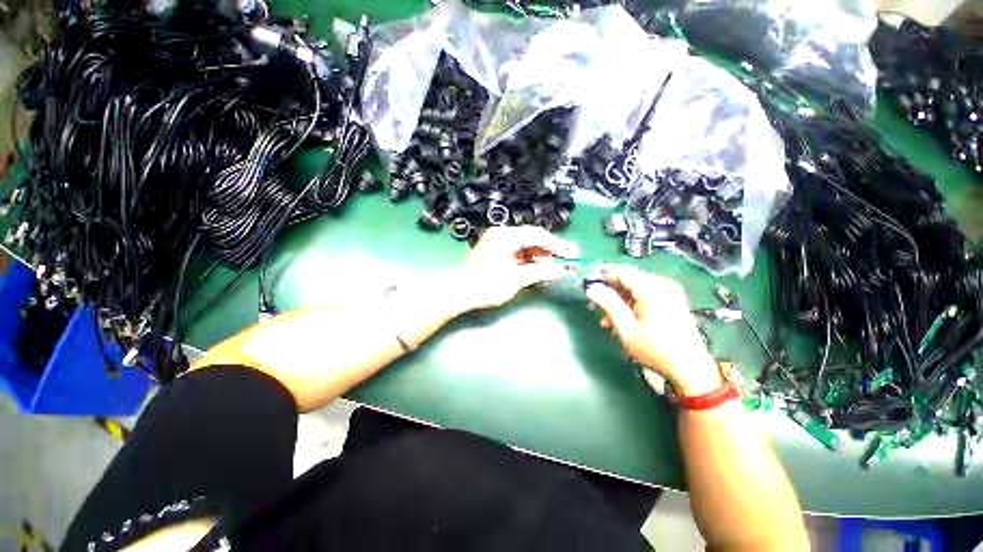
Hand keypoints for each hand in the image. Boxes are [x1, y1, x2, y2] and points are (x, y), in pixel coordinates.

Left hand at [455, 226, 579, 310]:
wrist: (460, 292)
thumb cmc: (487, 284)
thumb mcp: (517, 279)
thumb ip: (541, 271)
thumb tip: (561, 270)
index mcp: (507, 235)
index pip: (538, 235)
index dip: (558, 245)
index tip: (573, 254)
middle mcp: (501, 234)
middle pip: (531, 238)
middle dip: (548, 250)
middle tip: (563, 262)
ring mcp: (496, 241)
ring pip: (524, 244)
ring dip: (538, 255)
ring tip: (550, 267)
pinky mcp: (493, 250)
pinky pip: (515, 250)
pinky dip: (526, 259)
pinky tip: (534, 268)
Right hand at [585, 265, 721, 396]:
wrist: (690, 368)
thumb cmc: (655, 348)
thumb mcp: (626, 327)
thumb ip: (608, 303)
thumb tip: (591, 288)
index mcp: (651, 288)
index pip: (621, 272)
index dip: (602, 276)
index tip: (587, 286)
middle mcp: (661, 284)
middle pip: (628, 279)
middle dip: (609, 292)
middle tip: (593, 306)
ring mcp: (668, 292)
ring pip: (634, 289)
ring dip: (618, 301)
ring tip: (605, 319)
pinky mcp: (671, 301)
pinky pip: (645, 296)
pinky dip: (630, 305)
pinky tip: (621, 320)